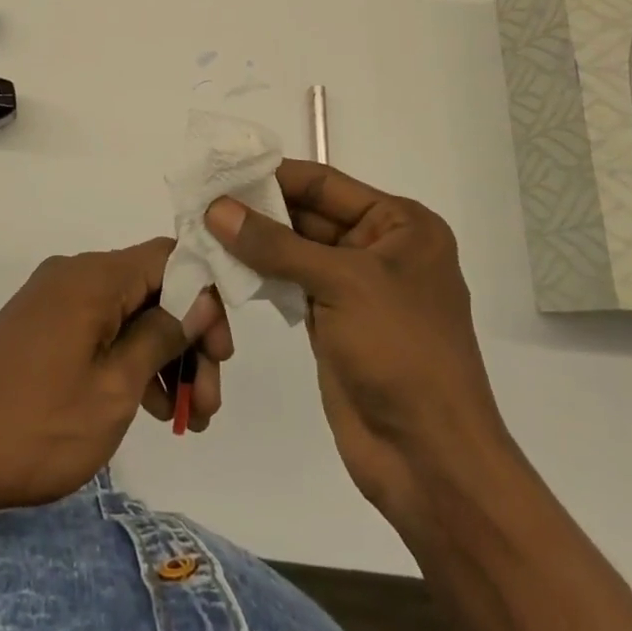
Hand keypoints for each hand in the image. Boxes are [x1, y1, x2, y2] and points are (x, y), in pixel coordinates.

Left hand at [0, 237, 233, 516]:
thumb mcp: (113, 388)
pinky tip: (147, 408)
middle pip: (152, 288)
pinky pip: (99, 329)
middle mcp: (75, 274)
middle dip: (188, 340)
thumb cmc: (34, 425)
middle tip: (208, 403)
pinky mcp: (40, 327)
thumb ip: (161, 335)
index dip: (206, 297)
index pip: (171, 258)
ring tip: (184, 418)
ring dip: (162, 357)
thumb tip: (199, 297)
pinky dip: (127, 360)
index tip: (220, 353)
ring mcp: (54, 300)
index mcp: (94, 276)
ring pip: (128, 313)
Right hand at [204, 162, 512, 520]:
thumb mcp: (341, 283)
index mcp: (401, 225)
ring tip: (202, 228)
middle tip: (202, 200)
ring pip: (295, 250)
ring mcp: (355, 288)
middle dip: (258, 209)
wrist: (429, 460)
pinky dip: (260, 275)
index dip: (274, 175)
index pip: (326, 184)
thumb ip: (275, 244)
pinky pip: (291, 284)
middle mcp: (380, 248)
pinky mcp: (333, 322)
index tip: (222, 170)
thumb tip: (216, 208)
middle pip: (309, 214)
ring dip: (254, 242)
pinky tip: (223, 266)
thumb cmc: (400, 352)